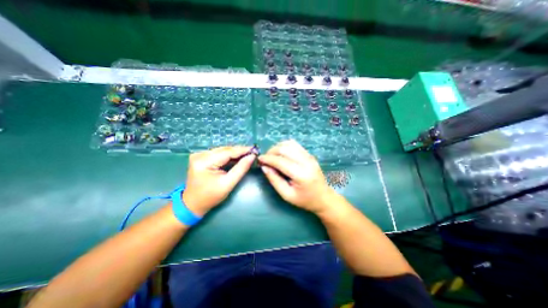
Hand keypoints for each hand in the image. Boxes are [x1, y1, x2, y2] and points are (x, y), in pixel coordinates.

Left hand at [181, 146, 254, 216]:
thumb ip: (241, 169)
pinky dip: (228, 156)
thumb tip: (252, 157)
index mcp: (204, 162)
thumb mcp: (228, 184)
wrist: (192, 204)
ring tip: (247, 154)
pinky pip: (218, 154)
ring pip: (222, 151)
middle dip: (239, 151)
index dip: (242, 150)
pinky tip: (237, 157)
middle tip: (252, 152)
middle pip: (224, 150)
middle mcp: (200, 155)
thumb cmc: (210, 197)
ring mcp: (199, 155)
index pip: (227, 152)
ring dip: (235, 153)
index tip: (254, 150)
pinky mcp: (201, 157)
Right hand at [258, 139, 338, 213]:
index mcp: (301, 174)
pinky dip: (285, 146)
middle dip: (271, 152)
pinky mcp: (310, 155)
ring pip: (289, 144)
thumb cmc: (305, 200)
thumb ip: (274, 180)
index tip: (259, 160)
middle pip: (284, 149)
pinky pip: (295, 145)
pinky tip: (281, 153)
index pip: (280, 161)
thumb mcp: (287, 195)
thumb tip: (264, 167)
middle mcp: (306, 162)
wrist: (324, 197)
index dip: (267, 159)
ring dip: (277, 147)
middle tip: (265, 159)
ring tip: (272, 156)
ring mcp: (309, 156)